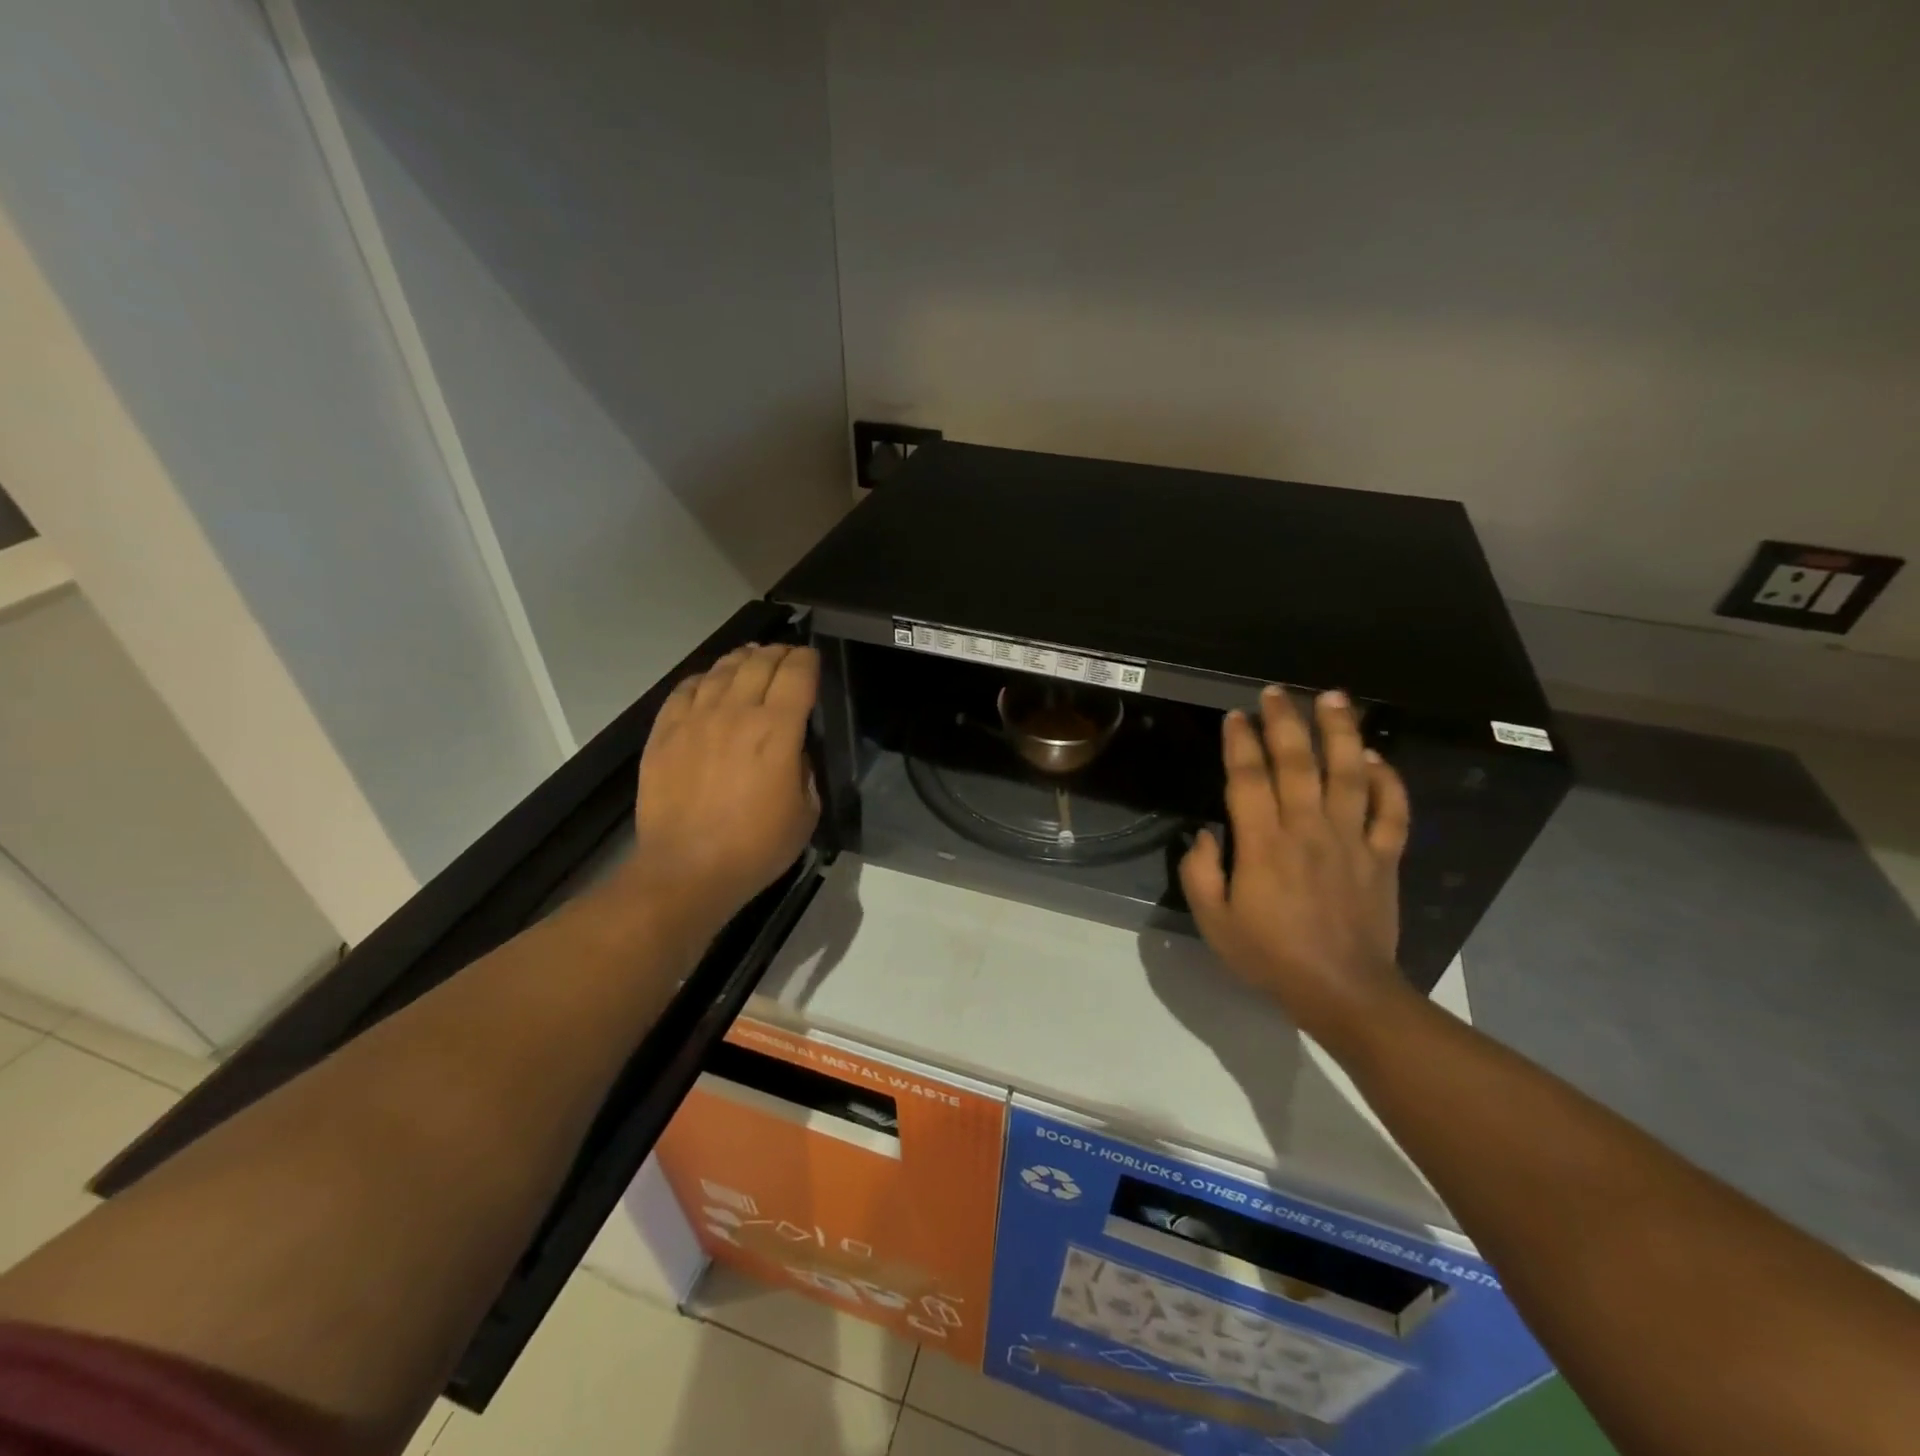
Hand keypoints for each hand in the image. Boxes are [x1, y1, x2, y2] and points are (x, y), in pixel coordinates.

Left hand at [621, 644, 820, 941]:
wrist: (686, 869)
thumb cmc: (756, 847)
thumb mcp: (806, 812)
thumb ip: (805, 769)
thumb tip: (796, 748)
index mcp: (777, 730)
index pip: (797, 673)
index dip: (808, 659)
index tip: (813, 660)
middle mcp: (736, 712)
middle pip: (759, 662)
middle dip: (778, 653)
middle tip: (786, 656)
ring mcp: (695, 719)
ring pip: (721, 669)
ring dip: (742, 659)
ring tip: (750, 659)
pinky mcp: (664, 732)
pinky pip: (685, 689)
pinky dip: (703, 679)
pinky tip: (709, 683)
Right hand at [1179, 686, 1413, 1056]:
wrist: (1343, 991)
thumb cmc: (1270, 956)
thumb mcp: (1214, 922)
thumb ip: (1200, 873)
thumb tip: (1203, 835)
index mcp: (1264, 844)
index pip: (1249, 779)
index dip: (1240, 743)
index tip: (1235, 717)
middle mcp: (1308, 830)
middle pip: (1298, 763)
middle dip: (1285, 722)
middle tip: (1276, 692)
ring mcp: (1352, 840)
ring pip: (1348, 774)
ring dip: (1341, 732)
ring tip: (1334, 698)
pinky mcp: (1383, 856)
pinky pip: (1390, 811)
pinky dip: (1387, 781)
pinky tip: (1375, 757)